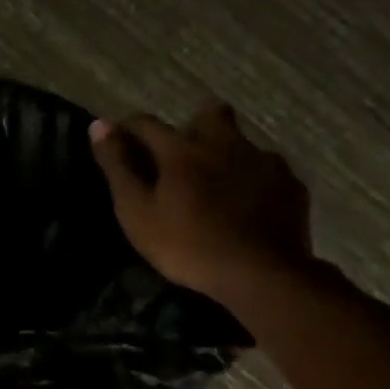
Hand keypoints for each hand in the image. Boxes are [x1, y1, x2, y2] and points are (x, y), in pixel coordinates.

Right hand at [90, 103, 314, 302]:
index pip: (147, 124)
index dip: (129, 129)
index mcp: (182, 149)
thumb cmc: (187, 245)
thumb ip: (118, 167)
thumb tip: (99, 124)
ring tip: (216, 184)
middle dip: (191, 125)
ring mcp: (263, 161)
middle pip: (208, 114)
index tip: (119, 141)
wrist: (261, 274)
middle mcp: (225, 143)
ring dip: (225, 152)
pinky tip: (248, 204)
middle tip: (181, 158)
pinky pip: (267, 169)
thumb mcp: (137, 211)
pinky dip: (253, 179)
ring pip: (240, 141)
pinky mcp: (290, 184)